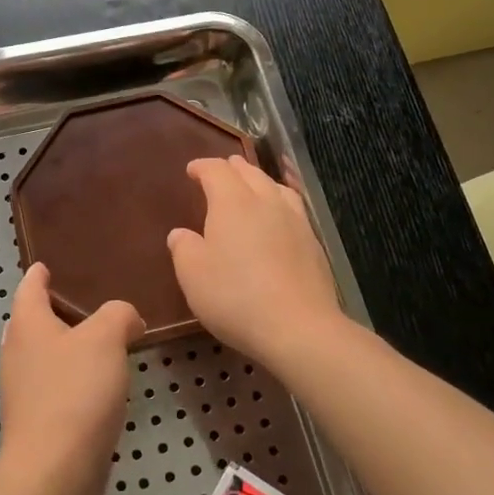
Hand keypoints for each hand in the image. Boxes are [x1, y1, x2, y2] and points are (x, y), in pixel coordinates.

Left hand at [0, 264, 141, 494]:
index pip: (29, 286)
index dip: (39, 273)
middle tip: (88, 302)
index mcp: (27, 324)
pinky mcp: (37, 422)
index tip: (48, 265)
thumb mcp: (106, 338)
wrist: (55, 472)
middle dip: (55, 311)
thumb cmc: (75, 391)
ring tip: (102, 341)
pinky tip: (99, 384)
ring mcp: (24, 390)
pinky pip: (55, 386)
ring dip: (67, 347)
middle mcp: (17, 352)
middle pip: (32, 321)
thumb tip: (127, 318)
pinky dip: (73, 378)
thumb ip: (118, 315)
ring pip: (45, 355)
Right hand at [168, 156, 344, 367]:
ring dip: (260, 181)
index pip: (216, 171)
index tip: (191, 170)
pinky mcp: (313, 243)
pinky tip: (279, 218)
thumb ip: (184, 248)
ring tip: (253, 186)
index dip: (202, 167)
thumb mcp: (193, 275)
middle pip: (250, 173)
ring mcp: (294, 220)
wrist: (298, 327)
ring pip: (276, 187)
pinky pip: (294, 208)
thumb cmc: (235, 296)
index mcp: (232, 202)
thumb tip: (180, 234)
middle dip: (233, 168)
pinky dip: (280, 203)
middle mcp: (265, 202)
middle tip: (222, 171)